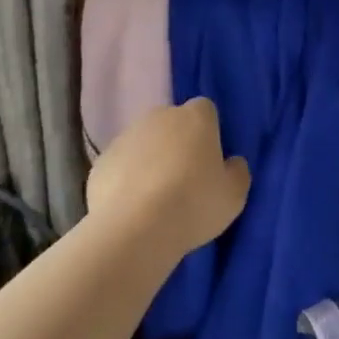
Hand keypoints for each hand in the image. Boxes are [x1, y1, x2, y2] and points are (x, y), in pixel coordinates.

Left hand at [84, 97, 250, 256]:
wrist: (134, 227)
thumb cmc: (193, 204)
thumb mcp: (234, 195)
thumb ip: (237, 172)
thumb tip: (232, 162)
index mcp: (195, 117)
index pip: (206, 110)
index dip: (209, 133)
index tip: (210, 161)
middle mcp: (159, 116)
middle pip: (172, 123)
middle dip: (178, 143)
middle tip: (185, 180)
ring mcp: (126, 135)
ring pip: (144, 142)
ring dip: (151, 160)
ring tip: (156, 198)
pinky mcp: (102, 159)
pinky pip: (121, 164)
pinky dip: (126, 178)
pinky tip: (132, 207)